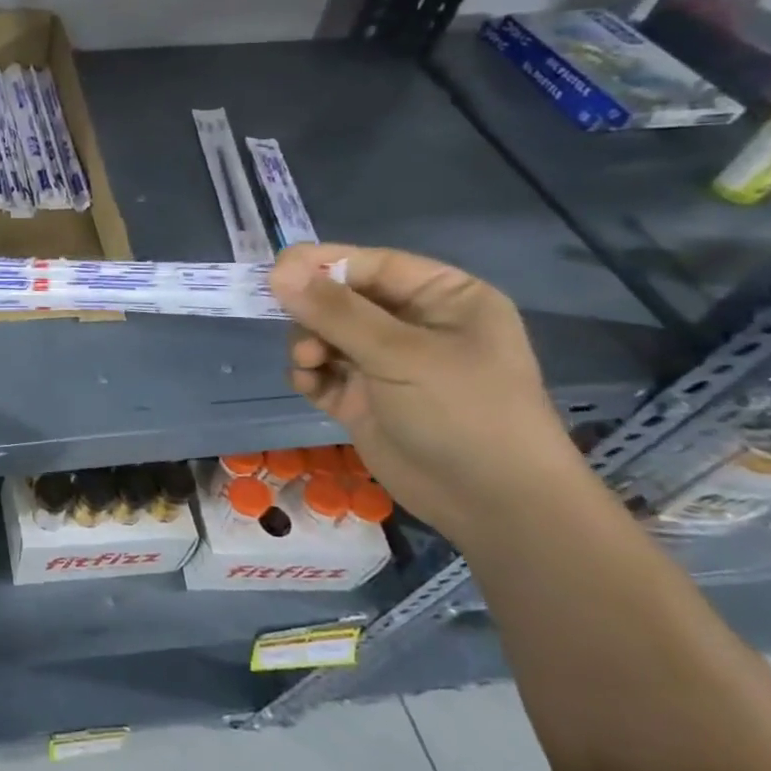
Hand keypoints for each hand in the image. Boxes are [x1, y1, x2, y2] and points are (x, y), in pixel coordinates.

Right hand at [269, 243, 592, 542]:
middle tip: (298, 331)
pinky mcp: (364, 398)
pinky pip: (323, 371)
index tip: (276, 272)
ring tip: (308, 364)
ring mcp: (387, 364)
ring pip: (326, 334)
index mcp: (443, 298)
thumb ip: (336, 311)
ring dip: (308, 344)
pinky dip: (309, 374)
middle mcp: (414, 325)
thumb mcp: (400, 354)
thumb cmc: (463, 412)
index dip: (323, 264)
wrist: (493, 506)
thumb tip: (278, 270)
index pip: (372, 265)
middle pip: (343, 298)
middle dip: (314, 313)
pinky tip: (309, 385)